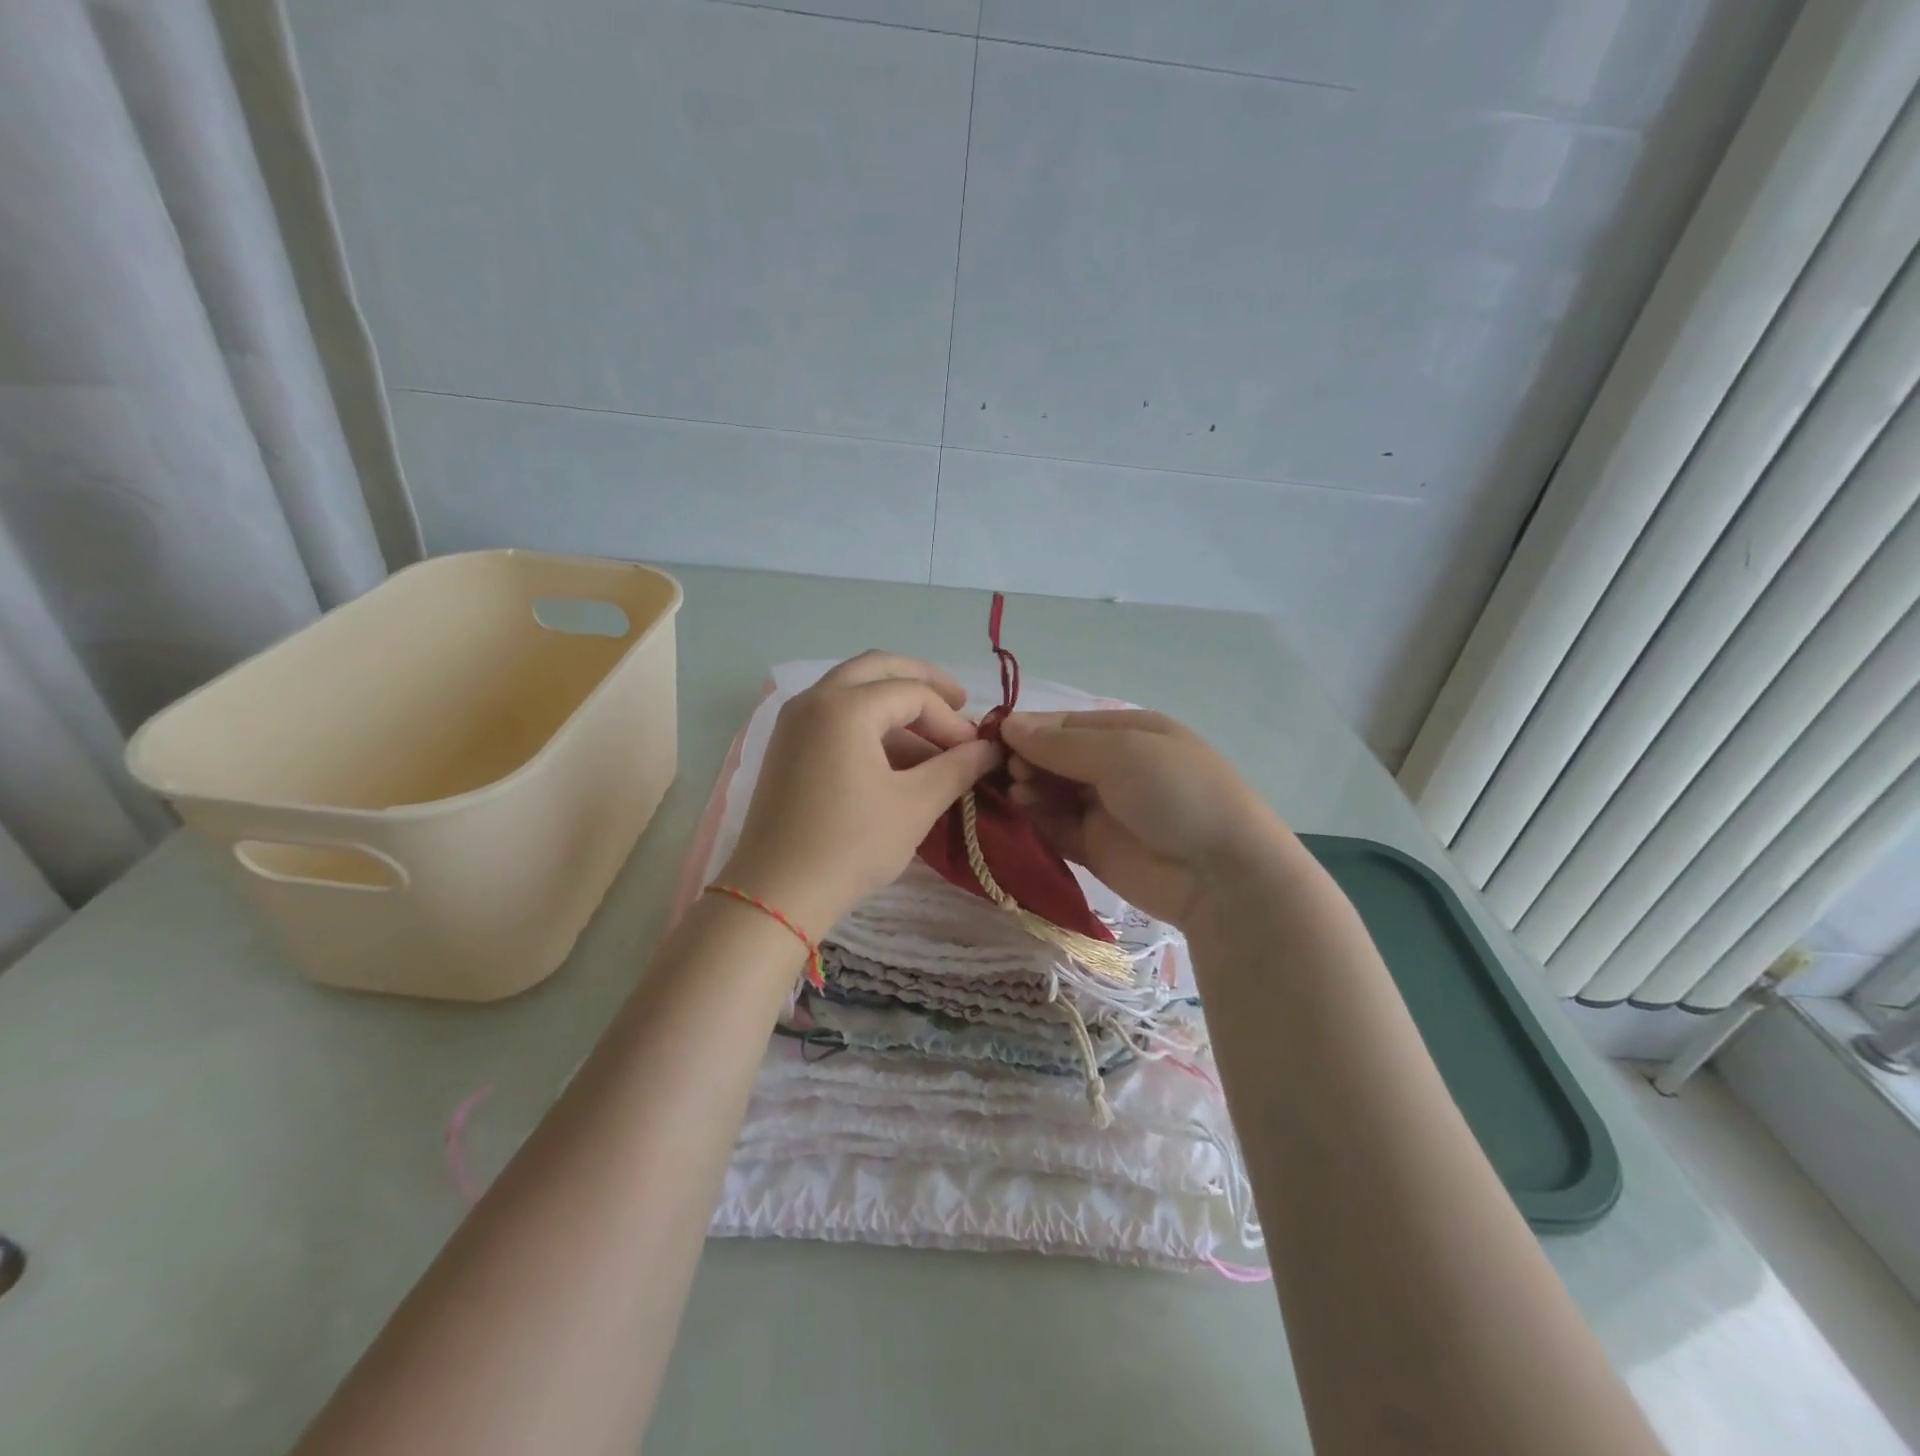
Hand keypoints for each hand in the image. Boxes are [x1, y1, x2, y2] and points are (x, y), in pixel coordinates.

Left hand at [720, 653, 1001, 939]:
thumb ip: (957, 768)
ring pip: (854, 689)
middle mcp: (814, 699)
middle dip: (923, 682)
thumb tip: (990, 749)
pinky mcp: (787, 746)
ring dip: (896, 704)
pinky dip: (869, 723)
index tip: (974, 751)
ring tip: (934, 743)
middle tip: (959, 703)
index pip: (913, 693)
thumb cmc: (851, 846)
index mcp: (845, 706)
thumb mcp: (915, 805)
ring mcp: (794, 721)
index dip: (951, 719)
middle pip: (878, 668)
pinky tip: (897, 758)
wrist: (776, 894)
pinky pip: (834, 714)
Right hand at [999, 709, 1289, 926]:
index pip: (1064, 724)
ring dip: (1028, 789)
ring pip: (1050, 792)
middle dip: (1026, 760)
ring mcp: (1103, 808)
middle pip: (1054, 757)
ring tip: (1017, 794)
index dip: (1028, 729)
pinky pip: (1054, 827)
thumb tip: (1008, 724)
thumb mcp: (1121, 752)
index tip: (992, 737)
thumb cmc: (1176, 793)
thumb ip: (1060, 743)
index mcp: (1127, 732)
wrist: (1222, 874)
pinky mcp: (1093, 848)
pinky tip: (1021, 815)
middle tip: (1009, 772)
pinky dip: (1035, 820)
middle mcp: (1113, 766)